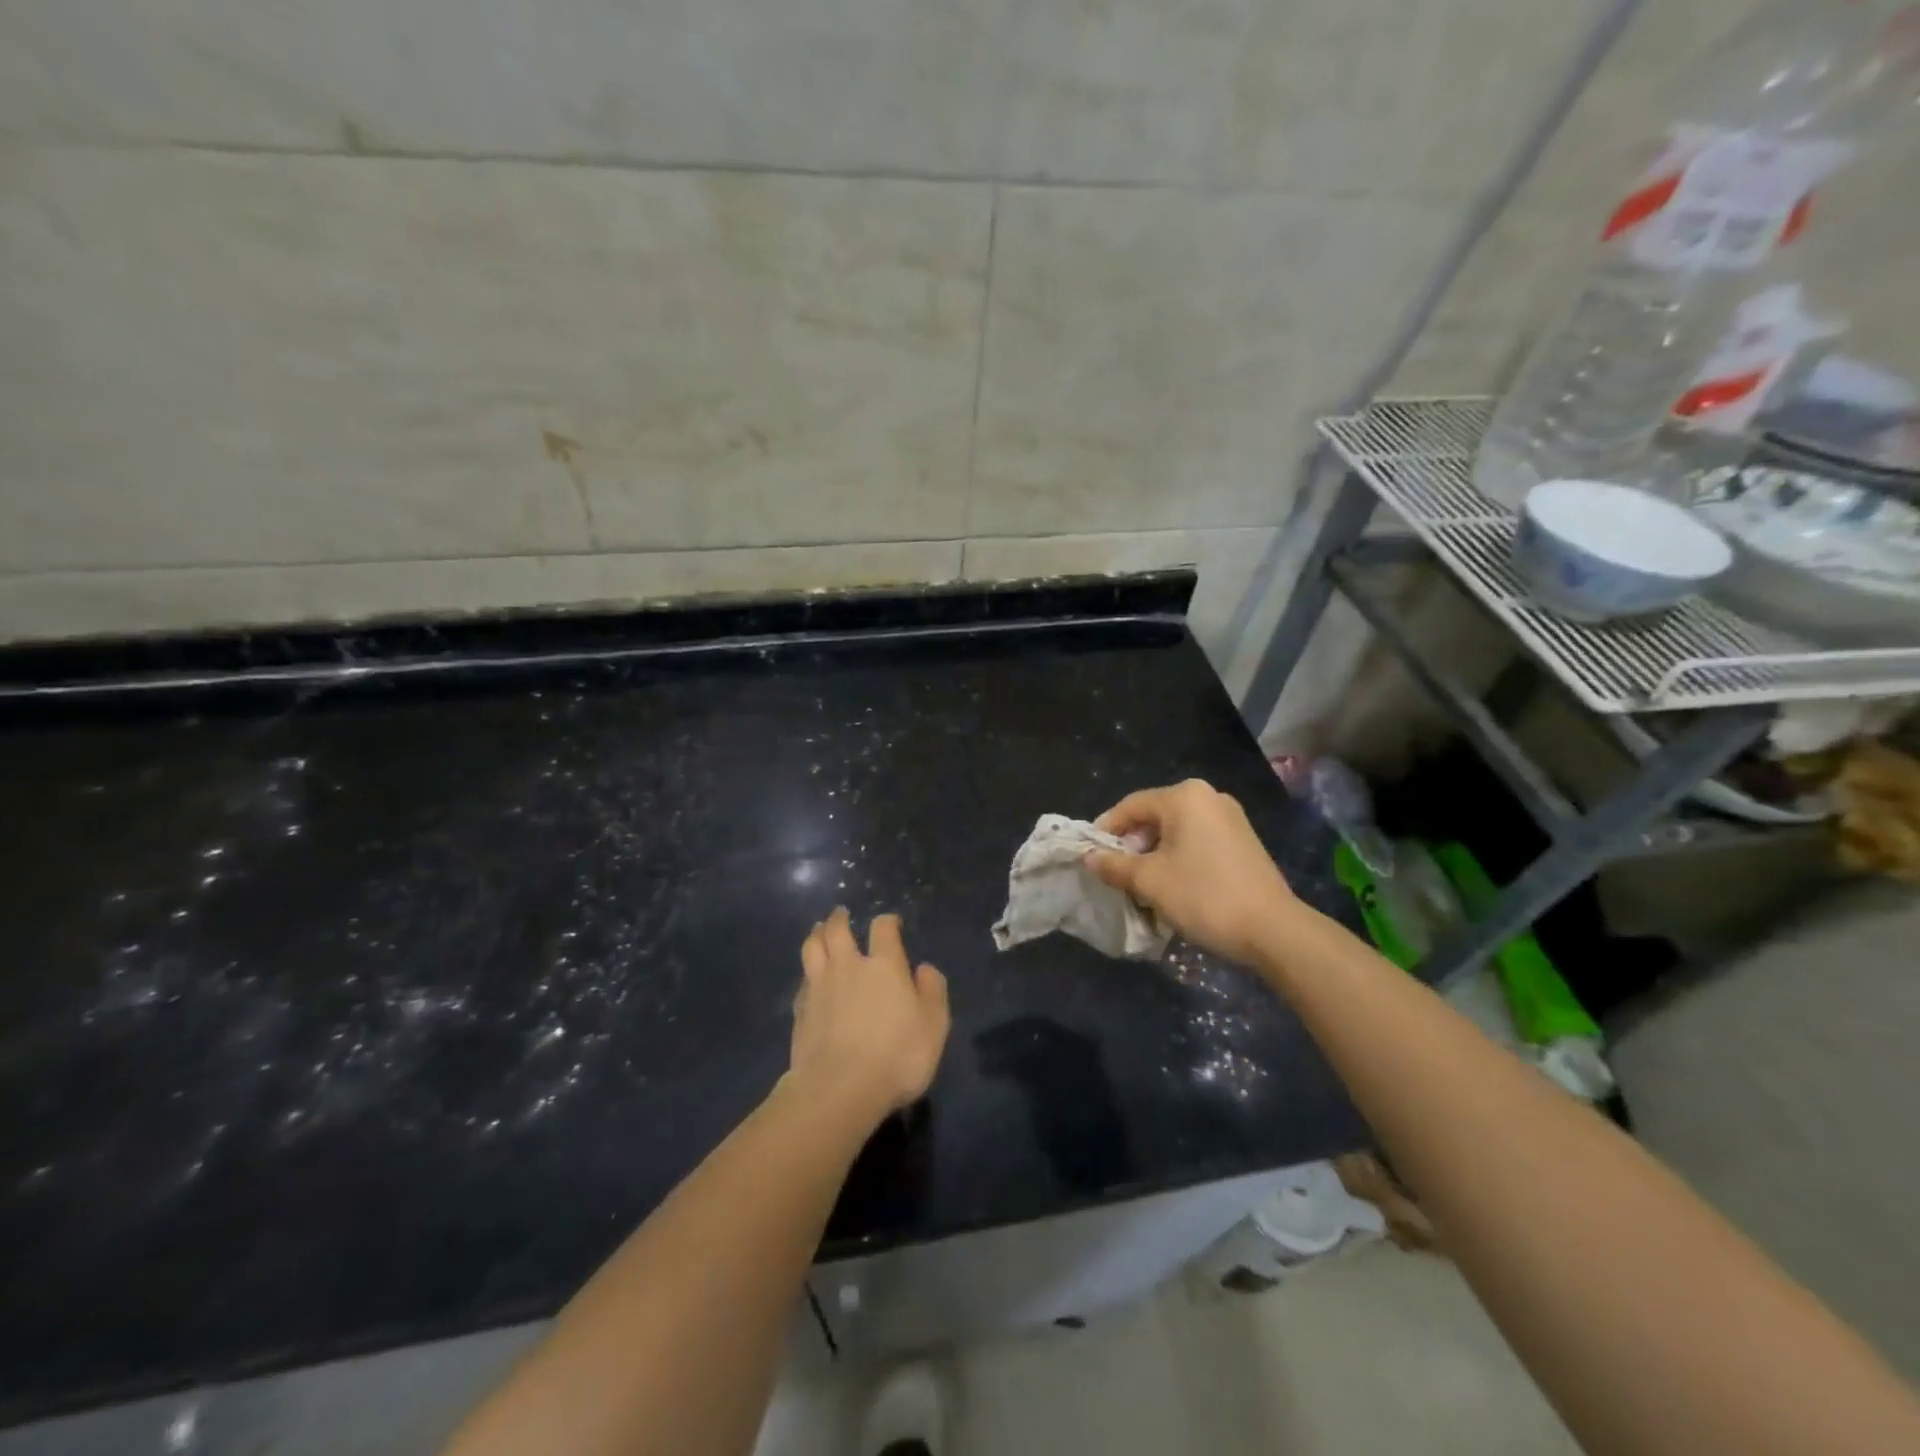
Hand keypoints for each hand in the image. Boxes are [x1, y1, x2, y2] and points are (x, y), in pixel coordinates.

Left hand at [789, 908, 949, 1125]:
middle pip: (837, 930)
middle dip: (839, 918)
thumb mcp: (934, 1024)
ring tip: (819, 930)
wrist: (839, 1088)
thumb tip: (923, 968)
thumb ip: (932, 991)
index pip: (883, 928)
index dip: (888, 921)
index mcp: (883, 965)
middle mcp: (848, 966)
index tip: (892, 923)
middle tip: (841, 913)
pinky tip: (809, 978)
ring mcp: (819, 987)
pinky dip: (807, 972)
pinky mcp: (800, 1011)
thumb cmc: (897, 1055)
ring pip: (812, 947)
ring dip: (817, 934)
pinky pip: (802, 980)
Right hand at [1086, 779, 1297, 967]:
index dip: (1106, 830)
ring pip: (1176, 831)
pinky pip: (1198, 841)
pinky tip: (1172, 886)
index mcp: (1184, 796)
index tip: (1089, 855)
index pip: (1131, 806)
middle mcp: (1208, 797)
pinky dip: (1178, 858)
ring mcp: (1230, 818)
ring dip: (1154, 855)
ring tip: (1141, 885)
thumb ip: (1115, 866)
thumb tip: (1089, 858)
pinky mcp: (1243, 841)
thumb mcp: (1150, 881)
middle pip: (1154, 816)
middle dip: (1131, 845)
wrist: (1273, 930)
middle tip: (1115, 874)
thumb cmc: (1204, 896)